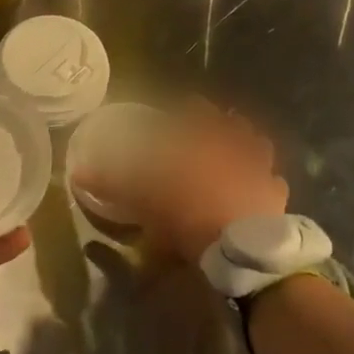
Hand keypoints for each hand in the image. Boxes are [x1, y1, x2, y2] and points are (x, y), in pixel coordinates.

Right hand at [76, 99, 291, 265]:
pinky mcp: (277, 197)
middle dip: (226, 123)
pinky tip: (262, 187)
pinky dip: (268, 181)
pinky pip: (275, 183)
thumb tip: (76, 172)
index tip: (188, 105)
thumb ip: (111, 183)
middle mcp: (235, 149)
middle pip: (235, 127)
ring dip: (251, 145)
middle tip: (218, 125)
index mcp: (204, 143)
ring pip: (260, 148)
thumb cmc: (189, 213)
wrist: (240, 248)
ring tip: (243, 149)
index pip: (199, 113)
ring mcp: (261, 172)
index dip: (193, 108)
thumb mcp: (141, 199)